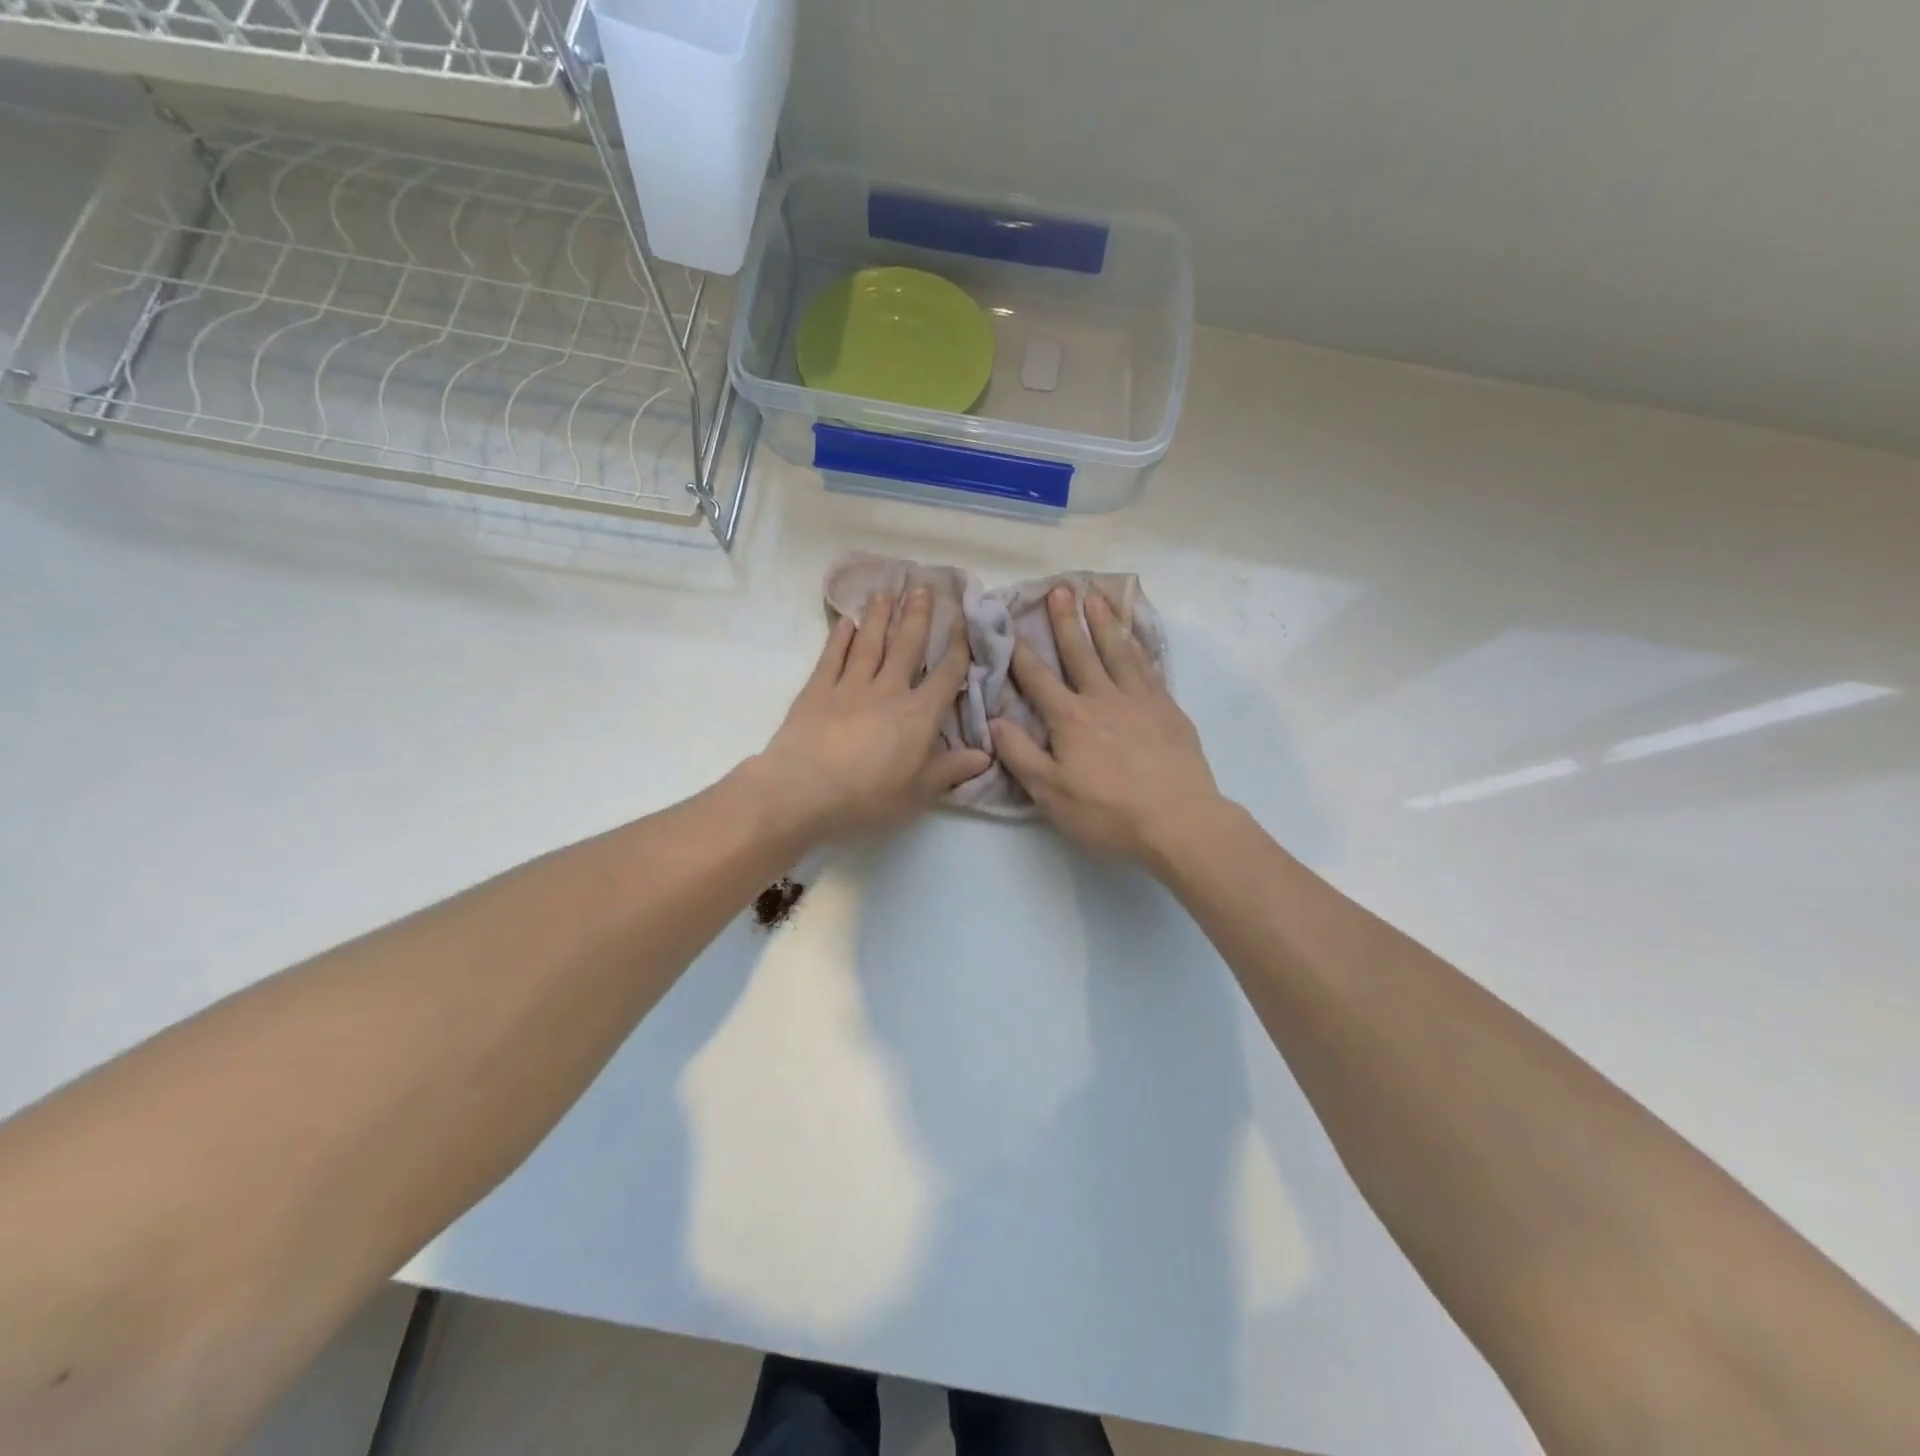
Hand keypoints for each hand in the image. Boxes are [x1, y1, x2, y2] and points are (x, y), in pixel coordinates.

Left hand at [753, 587, 990, 840]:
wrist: (804, 790)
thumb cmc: (868, 796)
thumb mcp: (918, 792)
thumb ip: (951, 770)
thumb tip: (986, 755)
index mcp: (918, 715)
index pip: (945, 675)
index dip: (958, 648)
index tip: (964, 622)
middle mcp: (888, 690)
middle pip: (907, 646)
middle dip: (918, 615)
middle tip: (923, 585)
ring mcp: (850, 686)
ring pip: (870, 643)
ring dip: (880, 616)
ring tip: (886, 591)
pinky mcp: (818, 689)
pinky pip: (833, 656)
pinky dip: (840, 637)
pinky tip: (846, 622)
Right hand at [990, 587, 1223, 868]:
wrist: (1179, 821)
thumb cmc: (1108, 812)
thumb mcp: (1051, 793)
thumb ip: (1020, 754)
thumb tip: (993, 720)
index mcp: (1070, 718)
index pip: (1037, 678)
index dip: (1020, 651)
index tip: (1009, 622)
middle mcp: (1103, 698)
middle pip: (1080, 652)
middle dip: (1066, 621)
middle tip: (1059, 588)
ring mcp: (1140, 700)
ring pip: (1118, 651)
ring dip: (1103, 623)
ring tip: (1095, 597)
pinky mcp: (1168, 709)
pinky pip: (1149, 668)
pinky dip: (1138, 647)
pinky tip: (1135, 638)